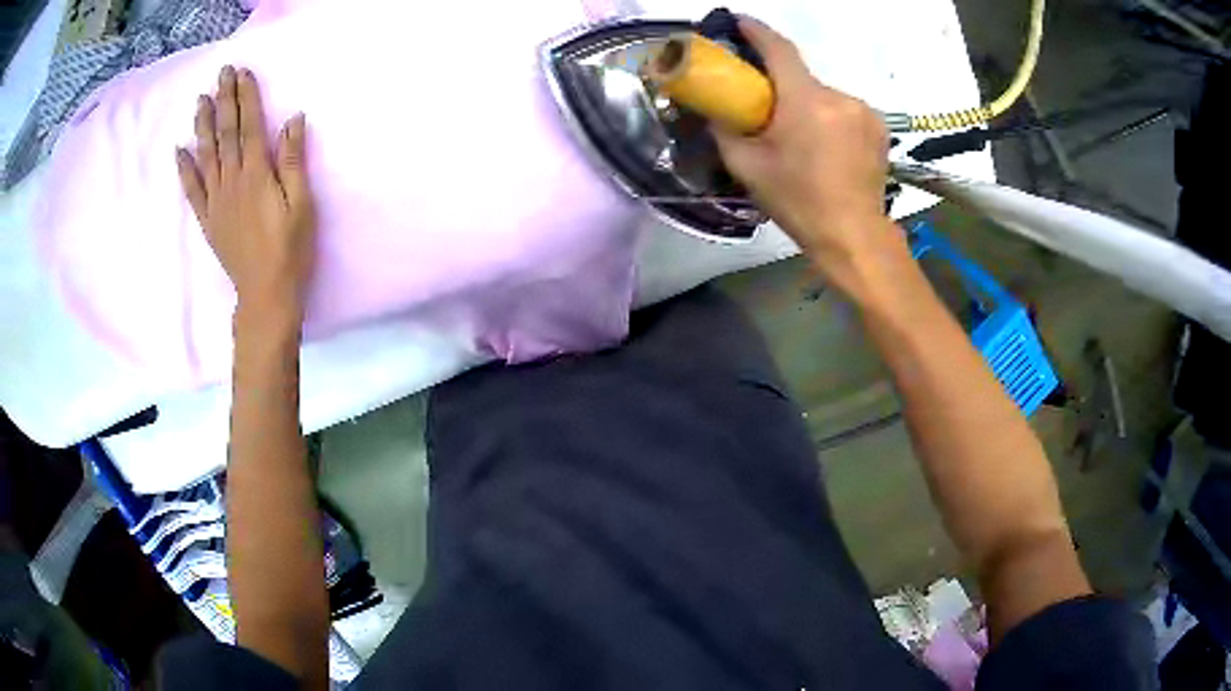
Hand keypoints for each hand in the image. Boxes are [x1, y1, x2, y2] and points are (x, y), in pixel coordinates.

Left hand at [175, 65, 314, 332]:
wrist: (266, 292)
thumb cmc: (290, 248)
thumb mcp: (301, 202)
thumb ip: (293, 160)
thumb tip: (293, 120)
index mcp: (256, 174)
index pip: (249, 125)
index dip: (246, 97)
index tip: (242, 72)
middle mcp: (231, 181)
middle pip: (226, 134)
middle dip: (224, 101)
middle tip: (221, 74)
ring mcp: (216, 200)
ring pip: (206, 155)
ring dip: (202, 126)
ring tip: (200, 100)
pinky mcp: (208, 219)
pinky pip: (192, 191)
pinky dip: (185, 170)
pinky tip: (180, 151)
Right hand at [713, 19, 897, 278]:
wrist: (853, 236)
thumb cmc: (798, 201)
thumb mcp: (747, 167)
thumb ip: (725, 129)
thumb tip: (715, 109)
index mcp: (805, 101)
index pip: (779, 49)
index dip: (756, 31)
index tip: (738, 22)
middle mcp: (839, 96)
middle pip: (801, 77)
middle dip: (780, 85)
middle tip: (764, 108)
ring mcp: (864, 111)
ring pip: (823, 96)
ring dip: (807, 105)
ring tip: (799, 137)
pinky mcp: (879, 127)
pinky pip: (844, 110)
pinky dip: (829, 118)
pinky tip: (824, 145)